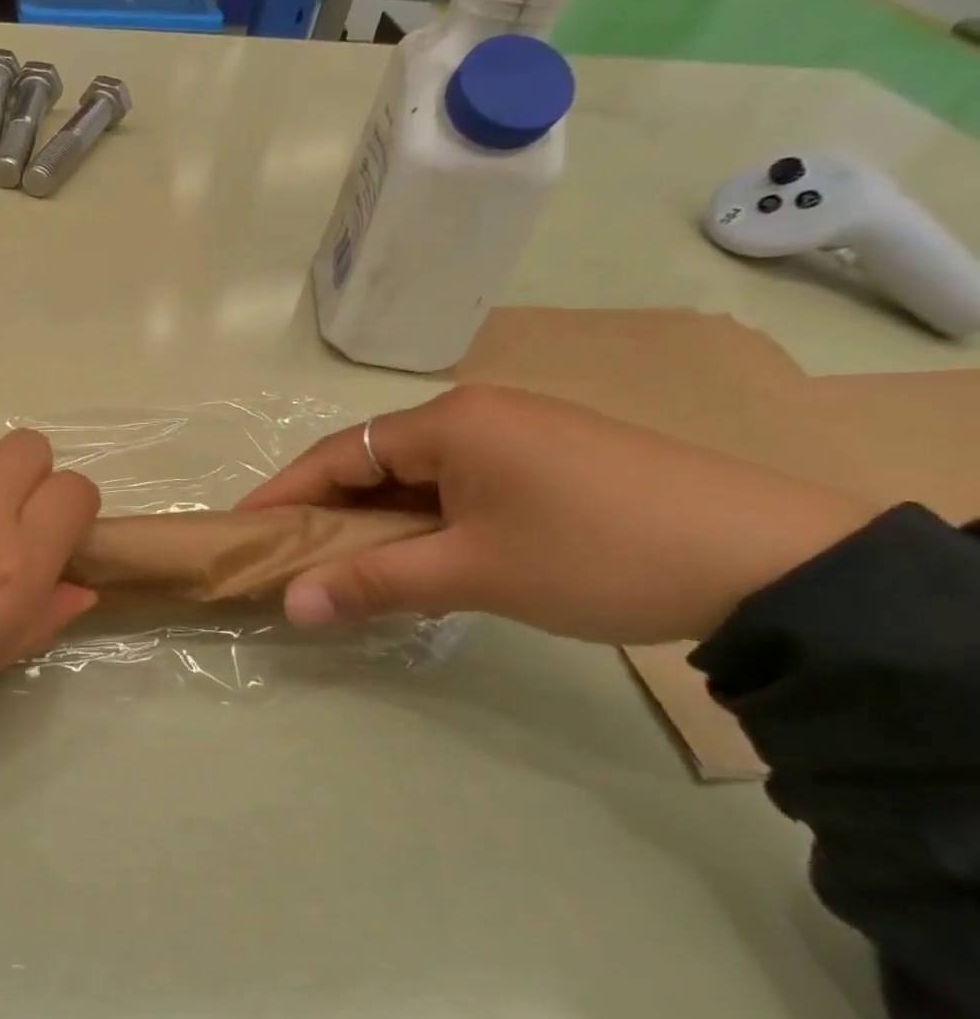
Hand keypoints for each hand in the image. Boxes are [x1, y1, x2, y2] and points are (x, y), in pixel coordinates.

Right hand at [239, 386, 878, 644]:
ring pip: (416, 474)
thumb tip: (290, 604)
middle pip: (373, 460)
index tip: (243, 528)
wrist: (775, 562)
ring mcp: (516, 433)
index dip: (284, 493)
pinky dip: (423, 517)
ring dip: (377, 518)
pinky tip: (420, 552)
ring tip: (346, 563)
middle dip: (328, 510)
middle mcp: (474, 414)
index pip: (337, 455)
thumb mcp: (472, 572)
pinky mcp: (548, 460)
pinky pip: (458, 483)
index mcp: (448, 423)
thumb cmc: (596, 554)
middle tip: (291, 556)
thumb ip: (372, 582)